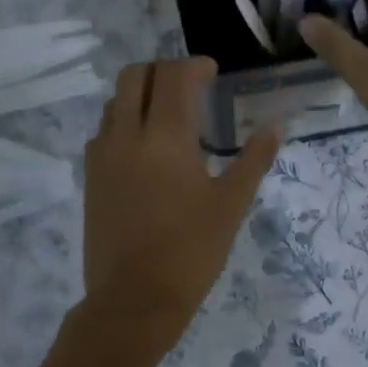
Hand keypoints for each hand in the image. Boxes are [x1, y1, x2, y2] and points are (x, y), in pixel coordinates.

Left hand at [81, 58, 280, 347]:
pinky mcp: (90, 177)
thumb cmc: (191, 253)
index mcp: (166, 138)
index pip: (175, 77)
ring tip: (169, 115)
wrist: (134, 300)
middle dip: (163, 70)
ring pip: (116, 101)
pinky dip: (125, 121)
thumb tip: (277, 126)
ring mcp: (102, 156)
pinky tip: (146, 148)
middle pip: (136, 75)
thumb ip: (254, 160)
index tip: (212, 72)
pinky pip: (104, 131)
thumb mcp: (230, 206)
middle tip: (189, 86)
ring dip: (142, 94)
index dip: (195, 66)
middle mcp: (127, 135)